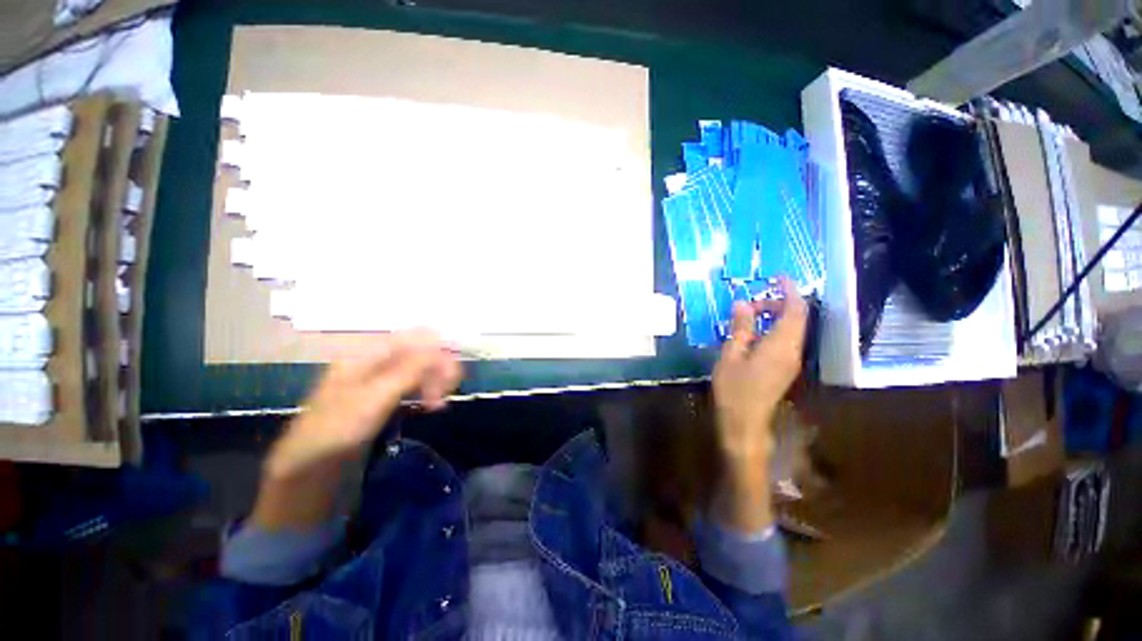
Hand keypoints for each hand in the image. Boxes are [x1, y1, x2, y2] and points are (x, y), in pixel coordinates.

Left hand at [267, 329, 462, 478]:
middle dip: (437, 367)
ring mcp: (378, 377)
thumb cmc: (338, 429)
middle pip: (418, 351)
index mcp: (367, 354)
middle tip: (449, 390)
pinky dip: (424, 390)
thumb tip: (441, 341)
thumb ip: (410, 369)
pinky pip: (411, 383)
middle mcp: (374, 360)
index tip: (453, 371)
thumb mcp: (375, 397)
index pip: (413, 337)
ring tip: (438, 404)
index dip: (438, 349)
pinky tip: (431, 404)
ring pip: (418, 367)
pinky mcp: (382, 394)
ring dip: (433, 380)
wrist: (309, 466)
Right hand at [712, 277, 807, 462]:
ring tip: (748, 315)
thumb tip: (743, 303)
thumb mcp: (731, 355)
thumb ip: (740, 328)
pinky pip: (785, 340)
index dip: (790, 290)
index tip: (777, 277)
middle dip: (777, 303)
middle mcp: (793, 350)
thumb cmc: (734, 389)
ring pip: (791, 329)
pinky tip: (753, 333)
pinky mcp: (785, 368)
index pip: (795, 309)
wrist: (744, 423)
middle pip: (796, 318)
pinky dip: (773, 329)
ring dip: (774, 316)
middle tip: (748, 303)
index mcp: (781, 345)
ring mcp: (791, 361)